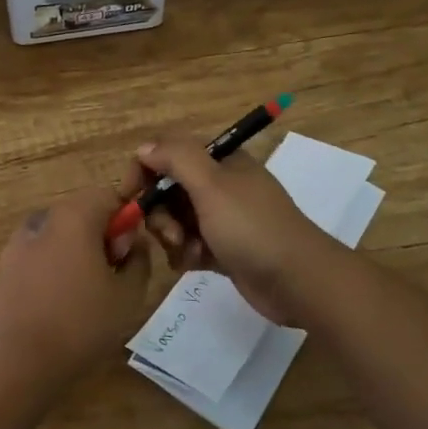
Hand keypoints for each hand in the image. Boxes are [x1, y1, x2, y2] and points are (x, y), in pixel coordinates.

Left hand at [0, 185, 153, 390]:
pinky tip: (59, 300)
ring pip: (59, 232)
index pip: (108, 195)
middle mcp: (44, 219)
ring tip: (85, 290)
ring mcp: (19, 241)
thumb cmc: (82, 323)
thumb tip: (132, 240)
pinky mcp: (6, 265)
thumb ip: (139, 258)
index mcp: (75, 216)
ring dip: (76, 248)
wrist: (21, 360)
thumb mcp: (129, 294)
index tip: (128, 251)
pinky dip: (54, 263)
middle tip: (112, 274)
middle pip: (81, 211)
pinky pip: (40, 251)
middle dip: (101, 233)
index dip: (125, 218)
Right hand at [127, 134, 335, 316]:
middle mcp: (220, 185)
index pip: (168, 153)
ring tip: (189, 251)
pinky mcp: (224, 249)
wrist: (297, 280)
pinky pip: (189, 245)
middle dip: (160, 213)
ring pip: (176, 220)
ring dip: (173, 236)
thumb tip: (144, 148)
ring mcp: (222, 218)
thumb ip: (176, 159)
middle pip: (168, 189)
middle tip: (171, 233)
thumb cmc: (252, 227)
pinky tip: (196, 263)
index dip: (144, 170)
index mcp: (220, 162)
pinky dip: (187, 254)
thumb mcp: (212, 185)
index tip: (130, 196)